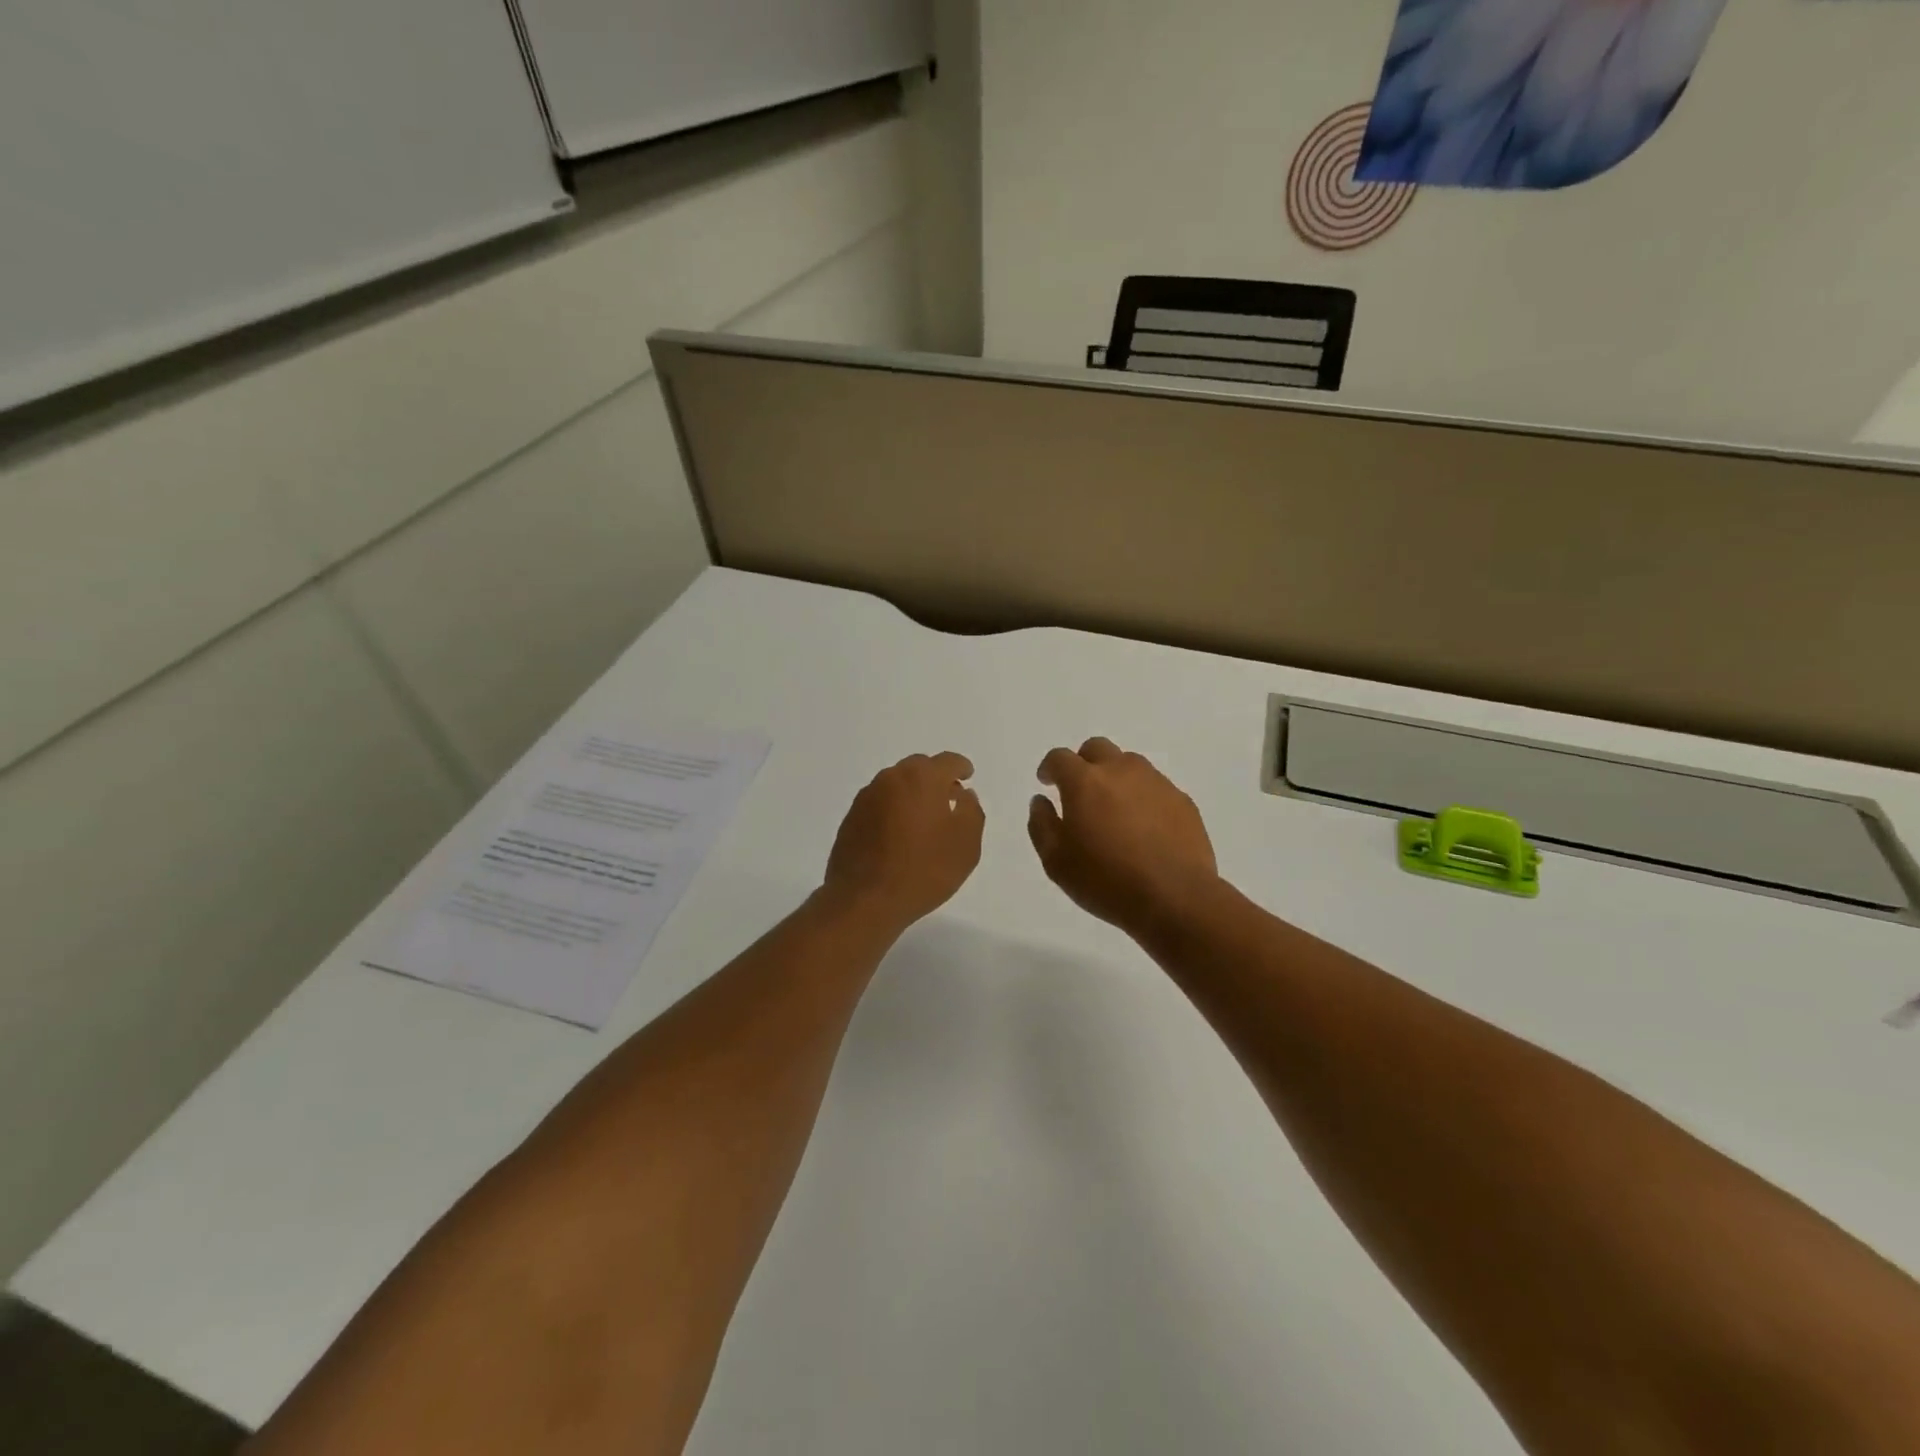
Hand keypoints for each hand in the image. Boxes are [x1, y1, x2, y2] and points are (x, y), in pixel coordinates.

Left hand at [823, 752, 984, 934]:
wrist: (864, 900)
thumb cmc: (923, 870)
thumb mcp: (966, 845)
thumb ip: (971, 812)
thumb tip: (963, 796)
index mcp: (921, 778)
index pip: (947, 761)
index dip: (961, 767)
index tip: (967, 776)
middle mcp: (891, 778)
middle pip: (919, 768)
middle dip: (935, 779)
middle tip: (948, 799)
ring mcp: (866, 798)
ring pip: (896, 785)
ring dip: (912, 794)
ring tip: (923, 820)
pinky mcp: (851, 818)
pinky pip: (879, 804)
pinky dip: (893, 810)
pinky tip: (899, 835)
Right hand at [1028, 737, 1219, 938]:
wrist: (1175, 898)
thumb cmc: (1106, 881)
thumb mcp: (1056, 862)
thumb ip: (1042, 825)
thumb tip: (1041, 801)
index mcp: (1085, 782)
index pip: (1060, 758)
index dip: (1050, 768)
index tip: (1048, 783)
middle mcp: (1121, 770)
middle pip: (1097, 748)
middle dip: (1083, 763)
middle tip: (1080, 792)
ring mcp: (1156, 783)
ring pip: (1129, 764)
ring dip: (1115, 778)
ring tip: (1114, 811)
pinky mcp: (1182, 800)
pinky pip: (1155, 787)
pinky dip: (1142, 797)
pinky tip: (1143, 827)